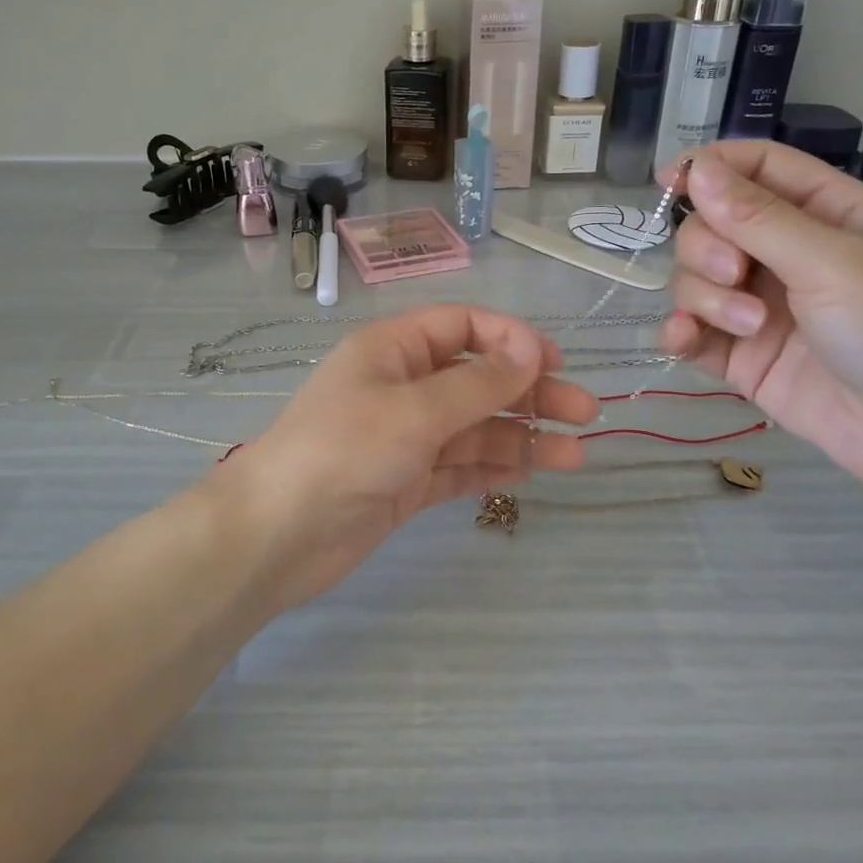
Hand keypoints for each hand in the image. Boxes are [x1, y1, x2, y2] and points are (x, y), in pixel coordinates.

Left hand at [214, 306, 599, 611]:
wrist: (278, 534)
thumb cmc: (343, 451)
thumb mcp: (415, 409)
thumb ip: (478, 383)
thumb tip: (531, 348)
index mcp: (393, 350)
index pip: (462, 327)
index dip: (510, 338)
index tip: (554, 362)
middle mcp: (401, 387)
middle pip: (477, 379)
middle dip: (530, 393)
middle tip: (585, 413)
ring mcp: (405, 437)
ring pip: (475, 428)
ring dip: (522, 437)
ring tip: (574, 455)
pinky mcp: (406, 482)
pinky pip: (460, 466)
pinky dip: (493, 467)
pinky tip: (530, 473)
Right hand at [658, 142, 862, 491]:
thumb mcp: (833, 262)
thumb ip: (757, 218)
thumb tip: (696, 167)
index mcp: (824, 214)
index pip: (756, 169)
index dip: (711, 167)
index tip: (666, 181)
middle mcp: (787, 254)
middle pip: (711, 226)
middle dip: (708, 247)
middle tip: (735, 273)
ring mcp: (760, 307)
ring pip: (695, 279)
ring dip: (705, 297)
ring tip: (749, 327)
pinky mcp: (742, 356)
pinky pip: (692, 332)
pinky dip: (679, 332)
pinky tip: (682, 340)